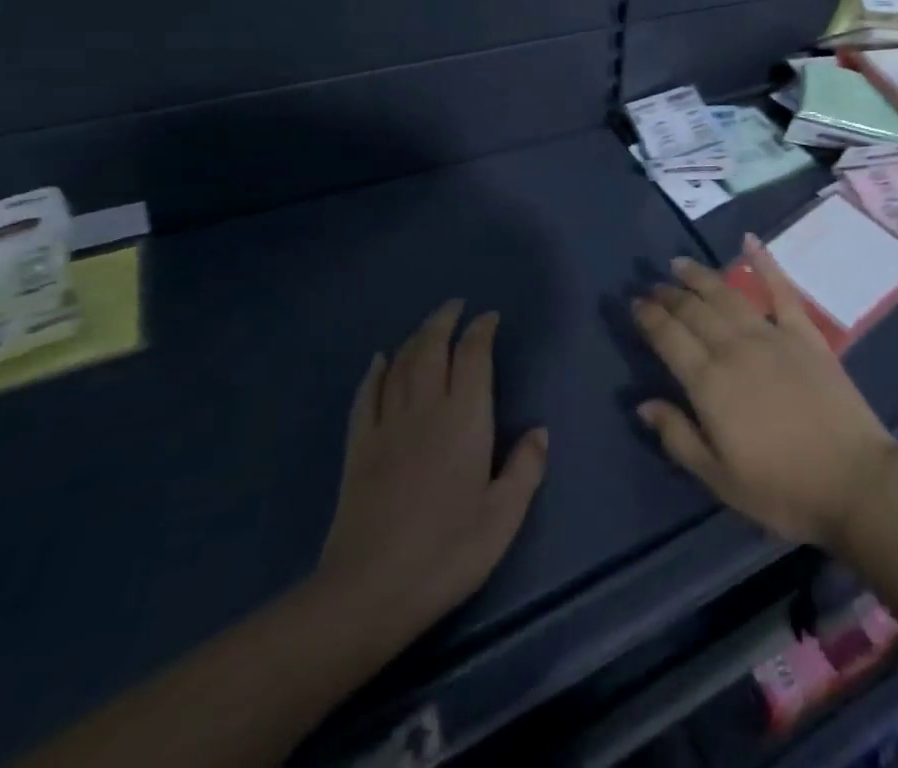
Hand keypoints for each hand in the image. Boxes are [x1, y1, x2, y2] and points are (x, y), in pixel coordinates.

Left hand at [313, 301, 547, 654]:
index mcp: (465, 419)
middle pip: (432, 348)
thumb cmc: (447, 552)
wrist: (368, 592)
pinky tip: (378, 361)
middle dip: (445, 321)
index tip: (490, 317)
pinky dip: (374, 373)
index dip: (481, 330)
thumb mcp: (503, 517)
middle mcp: (425, 409)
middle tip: (456, 305)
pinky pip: (366, 397)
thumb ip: (525, 469)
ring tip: (428, 325)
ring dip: (415, 338)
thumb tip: (540, 431)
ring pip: (400, 365)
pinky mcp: (357, 450)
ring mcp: (386, 427)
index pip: (473, 356)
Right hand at [632, 238, 897, 547]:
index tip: (634, 303)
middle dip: (670, 295)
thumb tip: (643, 403)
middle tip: (652, 285)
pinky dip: (764, 263)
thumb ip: (678, 436)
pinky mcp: (805, 332)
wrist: (853, 480)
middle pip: (695, 312)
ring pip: (728, 295)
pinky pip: (781, 289)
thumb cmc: (781, 489)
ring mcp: (773, 335)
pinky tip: (749, 242)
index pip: (670, 338)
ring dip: (701, 277)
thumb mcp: (719, 478)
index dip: (649, 318)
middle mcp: (736, 348)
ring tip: (681, 264)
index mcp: (710, 384)